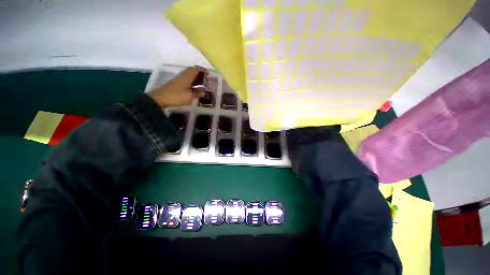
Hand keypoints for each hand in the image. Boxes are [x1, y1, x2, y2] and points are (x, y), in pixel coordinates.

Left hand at [148, 66, 207, 107]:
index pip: (196, 69)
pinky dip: (191, 80)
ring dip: (194, 76)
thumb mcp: (189, 97)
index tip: (208, 73)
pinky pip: (185, 78)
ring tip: (201, 81)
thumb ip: (197, 94)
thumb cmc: (176, 96)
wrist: (160, 98)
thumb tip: (204, 93)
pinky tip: (193, 86)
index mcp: (187, 77)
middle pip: (191, 70)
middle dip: (199, 72)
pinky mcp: (175, 83)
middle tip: (205, 77)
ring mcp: (178, 79)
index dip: (202, 70)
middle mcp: (183, 75)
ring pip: (188, 74)